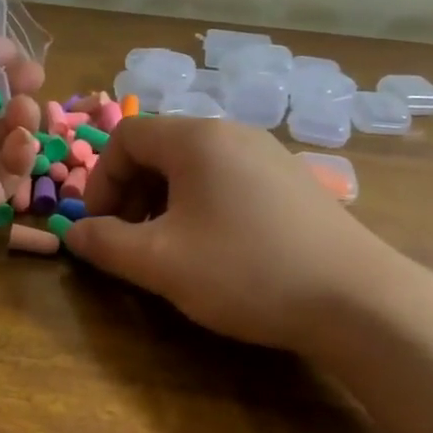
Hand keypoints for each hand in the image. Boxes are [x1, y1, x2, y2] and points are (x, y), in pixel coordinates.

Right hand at [65, 117, 404, 350]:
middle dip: (131, 193)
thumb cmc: (246, 271)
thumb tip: (74, 234)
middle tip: (131, 240)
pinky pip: (228, 180)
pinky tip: (216, 249)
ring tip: (170, 248)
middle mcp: (232, 133)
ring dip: (165, 202)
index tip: (100, 227)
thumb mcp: (160, 263)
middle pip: (160, 148)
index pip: (125, 137)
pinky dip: (202, 205)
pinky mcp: (292, 181)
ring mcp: (268, 154)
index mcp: (197, 139)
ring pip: (194, 166)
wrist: (358, 300)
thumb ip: (106, 245)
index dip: (100, 181)